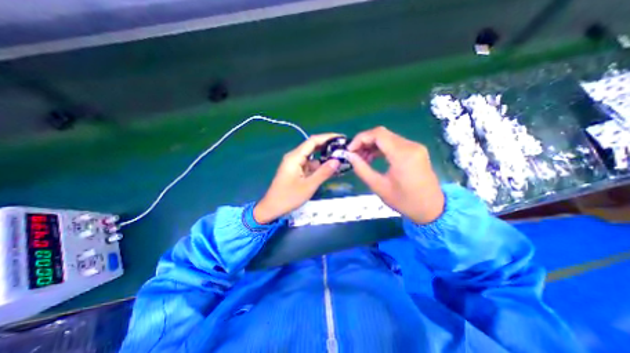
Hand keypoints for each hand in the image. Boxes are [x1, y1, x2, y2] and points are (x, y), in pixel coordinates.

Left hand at [251, 132, 342, 222]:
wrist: (272, 208)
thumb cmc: (288, 197)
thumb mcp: (309, 186)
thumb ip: (323, 172)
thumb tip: (337, 160)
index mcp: (295, 157)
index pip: (313, 141)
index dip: (327, 137)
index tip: (341, 138)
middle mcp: (294, 157)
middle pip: (313, 147)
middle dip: (328, 147)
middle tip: (343, 148)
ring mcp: (295, 164)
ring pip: (312, 157)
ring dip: (324, 158)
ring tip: (340, 159)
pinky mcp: (296, 171)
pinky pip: (310, 165)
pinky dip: (319, 166)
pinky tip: (330, 169)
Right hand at [345, 127, 440, 222]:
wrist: (432, 208)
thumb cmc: (404, 201)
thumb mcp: (379, 187)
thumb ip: (362, 169)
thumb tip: (349, 156)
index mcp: (402, 154)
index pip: (377, 134)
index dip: (360, 138)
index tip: (350, 150)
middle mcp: (410, 145)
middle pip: (382, 134)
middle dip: (364, 142)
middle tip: (354, 155)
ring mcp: (414, 147)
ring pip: (387, 138)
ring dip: (371, 145)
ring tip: (362, 159)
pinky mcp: (415, 150)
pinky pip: (394, 143)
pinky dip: (381, 148)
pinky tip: (373, 158)